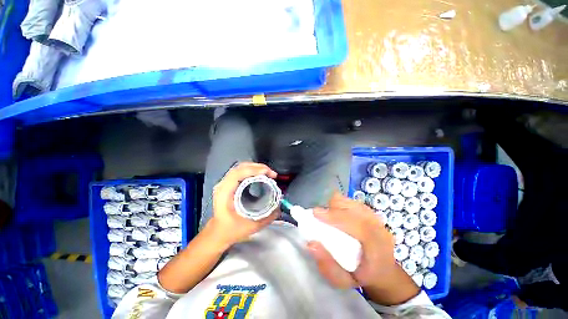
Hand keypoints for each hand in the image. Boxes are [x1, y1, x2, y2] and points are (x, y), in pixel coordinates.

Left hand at [207, 162, 278, 246]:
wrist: (218, 233)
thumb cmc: (231, 230)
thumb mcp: (251, 226)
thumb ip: (268, 217)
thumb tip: (280, 207)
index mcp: (225, 193)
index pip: (238, 174)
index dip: (254, 170)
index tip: (268, 173)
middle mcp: (223, 185)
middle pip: (240, 167)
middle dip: (258, 167)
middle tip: (271, 174)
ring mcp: (225, 183)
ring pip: (241, 167)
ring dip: (255, 167)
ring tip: (268, 173)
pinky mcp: (228, 183)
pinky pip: (240, 171)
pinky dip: (252, 170)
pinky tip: (260, 175)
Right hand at [307, 193, 419, 304]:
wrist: (383, 271)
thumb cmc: (362, 276)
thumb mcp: (343, 281)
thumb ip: (327, 266)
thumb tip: (311, 244)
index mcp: (377, 246)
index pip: (358, 225)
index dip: (335, 216)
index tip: (315, 213)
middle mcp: (379, 227)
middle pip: (352, 207)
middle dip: (333, 209)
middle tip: (321, 218)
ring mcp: (375, 217)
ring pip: (350, 201)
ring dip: (336, 206)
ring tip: (329, 218)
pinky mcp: (370, 212)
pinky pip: (351, 202)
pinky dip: (340, 205)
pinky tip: (338, 216)